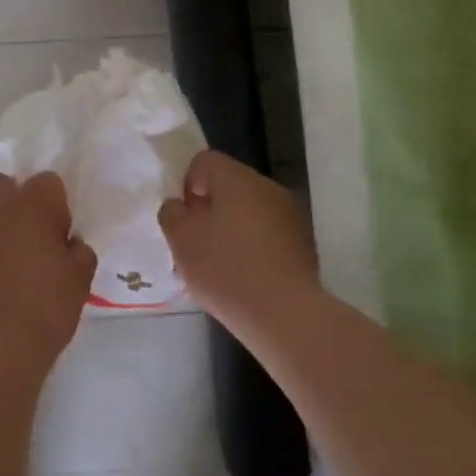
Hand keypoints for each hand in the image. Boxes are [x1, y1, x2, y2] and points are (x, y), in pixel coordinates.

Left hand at [0, 172, 95, 385]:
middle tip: (31, 235)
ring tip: (12, 268)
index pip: (47, 181)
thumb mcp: (79, 284)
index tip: (59, 235)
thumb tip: (70, 244)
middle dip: (15, 198)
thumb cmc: (43, 314)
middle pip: (1, 183)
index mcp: (32, 209)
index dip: (56, 205)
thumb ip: (78, 254)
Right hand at [159, 151, 321, 327]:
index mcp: (236, 178)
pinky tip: (246, 274)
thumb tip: (180, 205)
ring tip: (222, 263)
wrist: (284, 314)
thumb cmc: (225, 269)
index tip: (185, 219)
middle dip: (211, 208)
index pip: (204, 161)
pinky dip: (254, 245)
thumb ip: (172, 213)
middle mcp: (267, 187)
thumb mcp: (181, 240)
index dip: (187, 185)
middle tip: (199, 242)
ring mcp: (291, 214)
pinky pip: (269, 232)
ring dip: (233, 227)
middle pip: (229, 185)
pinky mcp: (303, 243)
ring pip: (250, 209)